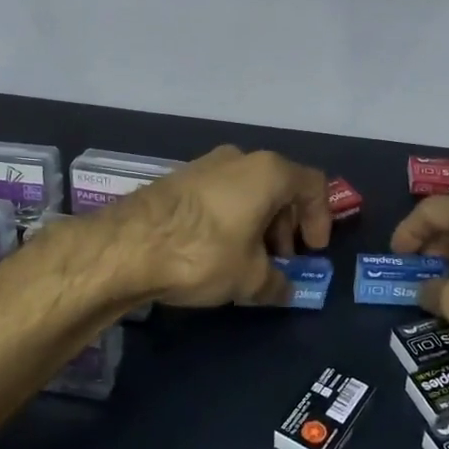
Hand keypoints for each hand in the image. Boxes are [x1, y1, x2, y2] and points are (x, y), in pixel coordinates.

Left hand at [112, 145, 331, 307]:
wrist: (127, 246)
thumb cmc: (204, 253)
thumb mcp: (250, 278)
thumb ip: (276, 283)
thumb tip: (284, 289)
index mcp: (268, 172)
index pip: (314, 186)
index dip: (321, 219)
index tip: (312, 251)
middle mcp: (239, 158)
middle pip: (280, 188)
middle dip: (287, 226)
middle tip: (281, 260)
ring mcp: (205, 165)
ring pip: (247, 192)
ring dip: (258, 224)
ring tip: (248, 261)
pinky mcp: (178, 179)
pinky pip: (220, 196)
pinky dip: (230, 220)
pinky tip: (217, 252)